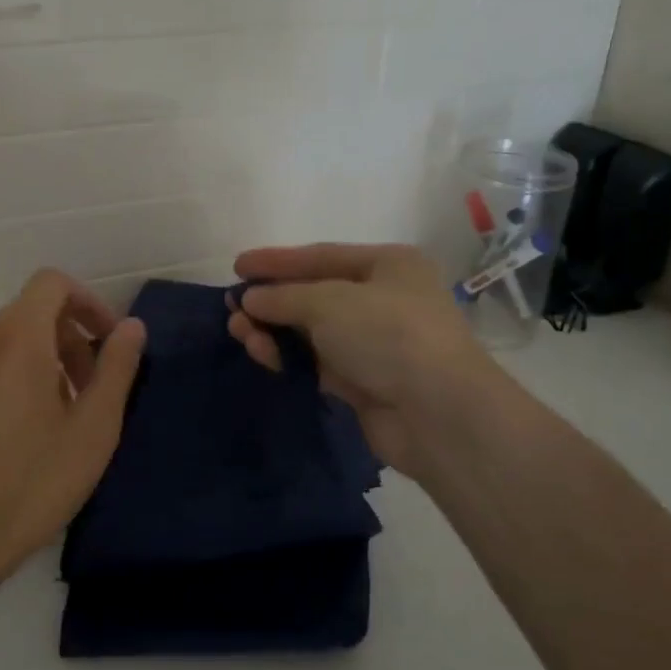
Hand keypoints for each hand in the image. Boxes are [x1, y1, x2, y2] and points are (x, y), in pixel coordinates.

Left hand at [0, 270, 144, 605]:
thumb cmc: (36, 483)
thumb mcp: (95, 427)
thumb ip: (117, 367)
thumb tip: (132, 326)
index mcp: (17, 340)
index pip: (52, 284)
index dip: (88, 303)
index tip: (107, 343)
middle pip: (32, 310)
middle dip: (70, 336)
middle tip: (91, 387)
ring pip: (8, 336)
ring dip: (44, 355)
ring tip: (61, 410)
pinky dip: (13, 371)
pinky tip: (23, 425)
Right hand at [226, 243, 496, 480]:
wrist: (437, 413)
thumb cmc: (387, 334)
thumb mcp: (328, 302)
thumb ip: (283, 296)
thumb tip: (250, 299)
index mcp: (388, 265)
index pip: (321, 256)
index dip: (276, 261)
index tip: (237, 266)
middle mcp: (384, 299)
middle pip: (314, 294)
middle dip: (271, 300)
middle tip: (232, 308)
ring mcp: (375, 342)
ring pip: (312, 331)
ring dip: (274, 330)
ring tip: (240, 334)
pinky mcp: (365, 381)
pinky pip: (316, 361)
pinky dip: (289, 356)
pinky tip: (263, 355)